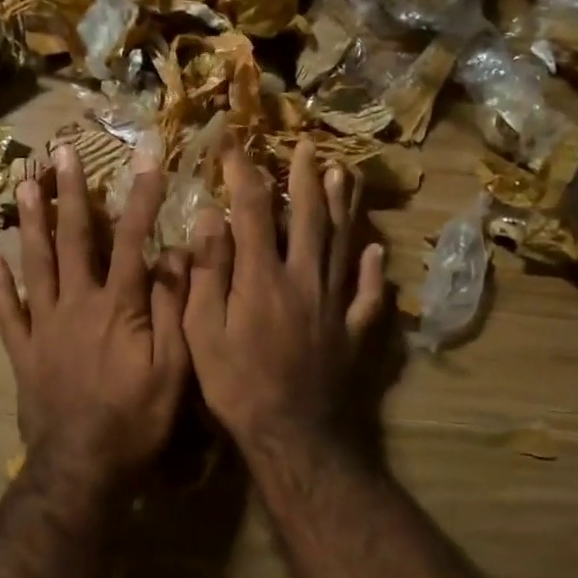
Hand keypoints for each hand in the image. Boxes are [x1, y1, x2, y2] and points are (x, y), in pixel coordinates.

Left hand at [0, 144, 190, 504]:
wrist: (83, 466)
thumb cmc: (137, 418)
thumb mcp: (173, 366)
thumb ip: (172, 307)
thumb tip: (176, 254)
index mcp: (118, 305)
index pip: (132, 238)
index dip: (141, 196)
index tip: (147, 158)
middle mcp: (76, 303)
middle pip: (73, 239)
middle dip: (71, 193)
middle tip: (61, 153)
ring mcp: (44, 325)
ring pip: (35, 263)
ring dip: (31, 222)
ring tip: (23, 185)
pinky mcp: (24, 351)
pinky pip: (7, 311)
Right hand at [183, 137, 385, 466]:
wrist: (294, 434)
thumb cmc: (237, 386)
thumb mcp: (202, 331)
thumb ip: (206, 273)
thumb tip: (208, 217)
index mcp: (262, 276)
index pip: (251, 209)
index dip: (242, 171)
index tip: (233, 142)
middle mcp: (304, 278)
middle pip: (307, 216)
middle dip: (304, 176)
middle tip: (306, 144)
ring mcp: (334, 303)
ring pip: (341, 242)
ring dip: (342, 205)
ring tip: (343, 173)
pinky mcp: (354, 330)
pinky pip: (367, 293)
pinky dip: (371, 270)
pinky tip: (375, 250)